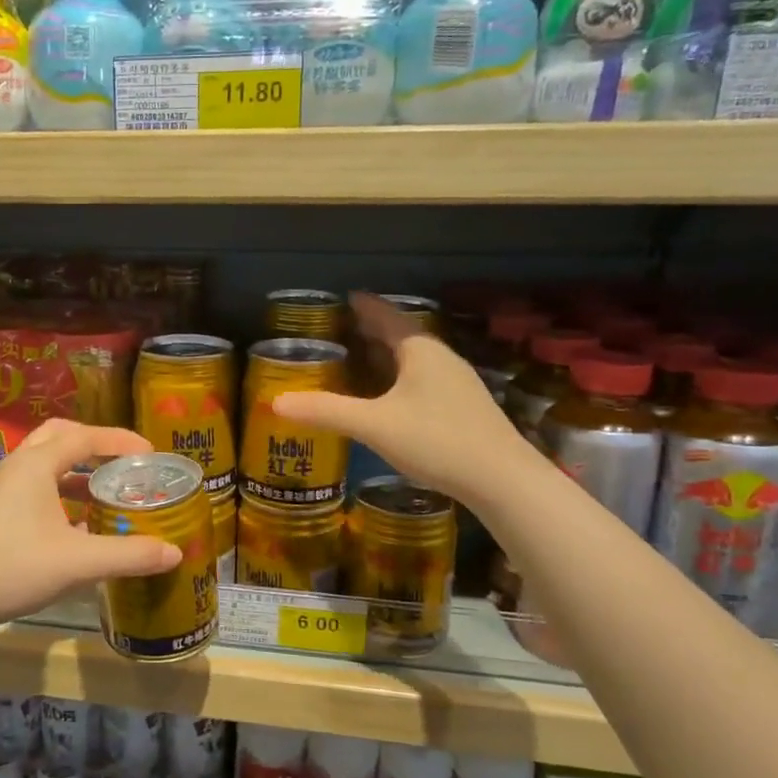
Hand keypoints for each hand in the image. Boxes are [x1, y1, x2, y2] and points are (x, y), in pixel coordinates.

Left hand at [0, 419, 182, 636]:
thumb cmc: (14, 568)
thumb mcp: (79, 563)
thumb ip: (129, 555)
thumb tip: (175, 553)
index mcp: (36, 464)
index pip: (85, 436)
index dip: (121, 440)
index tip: (151, 452)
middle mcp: (17, 466)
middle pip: (60, 436)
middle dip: (94, 443)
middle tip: (123, 462)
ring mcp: (1, 487)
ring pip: (45, 461)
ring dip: (77, 469)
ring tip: (106, 490)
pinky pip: (34, 484)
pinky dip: (60, 490)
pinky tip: (77, 523)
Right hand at [273, 291, 542, 505]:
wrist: (503, 479)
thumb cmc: (436, 440)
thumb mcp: (374, 425)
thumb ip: (326, 412)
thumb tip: (275, 403)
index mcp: (420, 350)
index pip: (386, 316)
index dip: (363, 305)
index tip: (343, 297)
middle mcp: (440, 357)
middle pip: (401, 335)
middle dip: (372, 330)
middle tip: (341, 329)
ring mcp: (456, 382)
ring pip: (414, 359)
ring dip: (387, 355)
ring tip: (360, 358)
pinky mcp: (463, 406)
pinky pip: (423, 379)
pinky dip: (399, 377)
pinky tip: (390, 395)